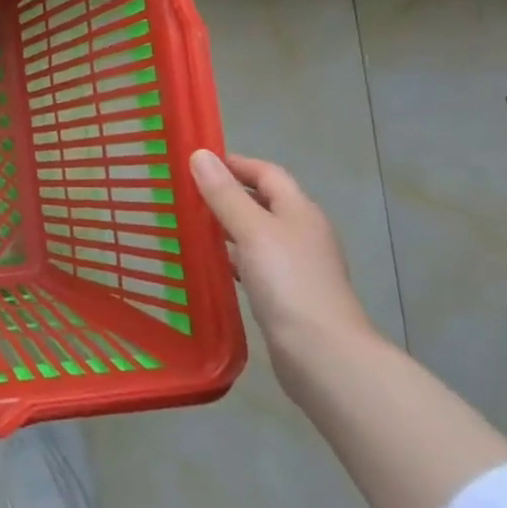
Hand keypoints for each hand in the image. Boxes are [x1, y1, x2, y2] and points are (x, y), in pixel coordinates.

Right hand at [188, 150, 376, 350]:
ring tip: (189, 225)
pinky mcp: (287, 294)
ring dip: (227, 226)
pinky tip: (210, 265)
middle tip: (185, 193)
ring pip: (257, 234)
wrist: (321, 352)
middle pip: (263, 201)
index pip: (267, 172)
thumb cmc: (287, 281)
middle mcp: (302, 233)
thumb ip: (224, 194)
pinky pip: (254, 263)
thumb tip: (200, 155)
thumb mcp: (251, 230)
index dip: (235, 163)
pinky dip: (232, 257)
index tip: (196, 163)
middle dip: (227, 194)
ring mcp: (297, 265)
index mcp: (299, 211)